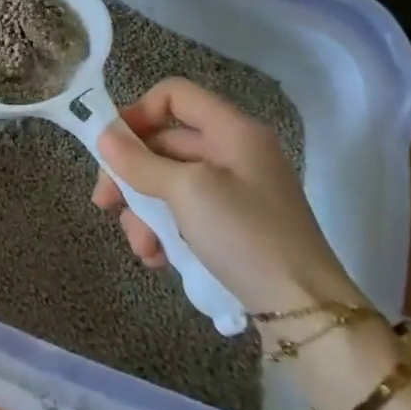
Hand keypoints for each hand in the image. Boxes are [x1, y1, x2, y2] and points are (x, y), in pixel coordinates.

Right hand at [94, 76, 363, 316]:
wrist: (307, 313)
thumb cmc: (246, 236)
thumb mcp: (187, 193)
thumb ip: (141, 162)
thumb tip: (103, 136)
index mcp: (232, 131)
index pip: (174, 95)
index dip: (138, 112)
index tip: (112, 146)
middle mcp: (233, 152)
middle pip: (165, 143)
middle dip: (131, 174)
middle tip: (104, 203)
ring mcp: (235, 191)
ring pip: (168, 182)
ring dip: (144, 211)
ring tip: (141, 246)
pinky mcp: (233, 226)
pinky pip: (185, 212)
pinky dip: (164, 230)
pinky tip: (157, 258)